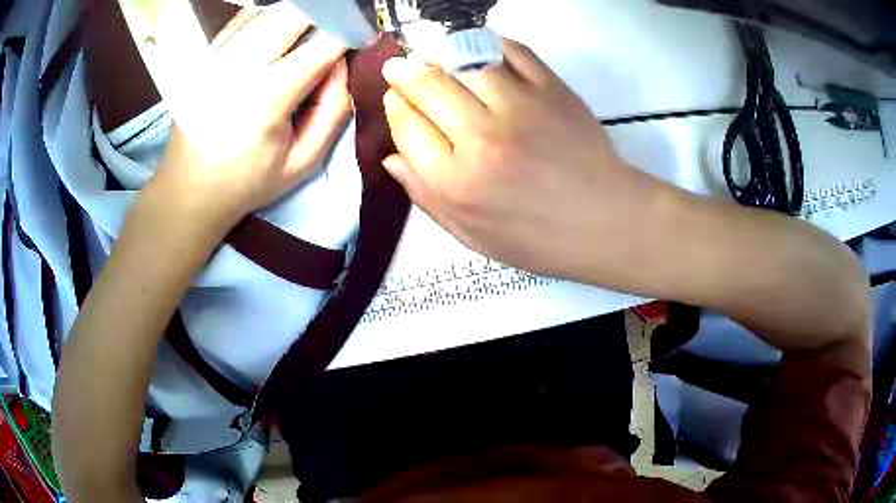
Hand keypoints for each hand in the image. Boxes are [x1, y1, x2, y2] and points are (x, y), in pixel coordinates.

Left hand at [154, 4, 350, 225]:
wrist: (189, 189)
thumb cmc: (247, 181)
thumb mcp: (303, 162)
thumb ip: (333, 111)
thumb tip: (341, 64)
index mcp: (267, 98)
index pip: (322, 45)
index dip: (349, 34)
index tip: (361, 36)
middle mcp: (238, 68)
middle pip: (293, 14)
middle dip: (324, 15)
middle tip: (334, 30)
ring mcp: (216, 58)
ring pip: (268, 11)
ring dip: (296, 15)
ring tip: (306, 33)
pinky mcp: (204, 58)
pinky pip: (242, 19)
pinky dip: (266, 17)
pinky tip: (275, 32)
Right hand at [381, 40, 661, 280]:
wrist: (607, 222)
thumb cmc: (540, 238)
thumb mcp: (473, 236)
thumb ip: (427, 197)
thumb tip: (391, 159)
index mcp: (457, 181)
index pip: (407, 125)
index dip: (395, 106)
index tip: (396, 98)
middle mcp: (481, 137)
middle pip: (427, 85)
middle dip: (405, 72)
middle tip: (401, 68)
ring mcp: (520, 106)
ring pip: (463, 60)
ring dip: (439, 53)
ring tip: (434, 57)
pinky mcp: (552, 89)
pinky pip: (511, 50)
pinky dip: (488, 44)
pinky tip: (478, 53)